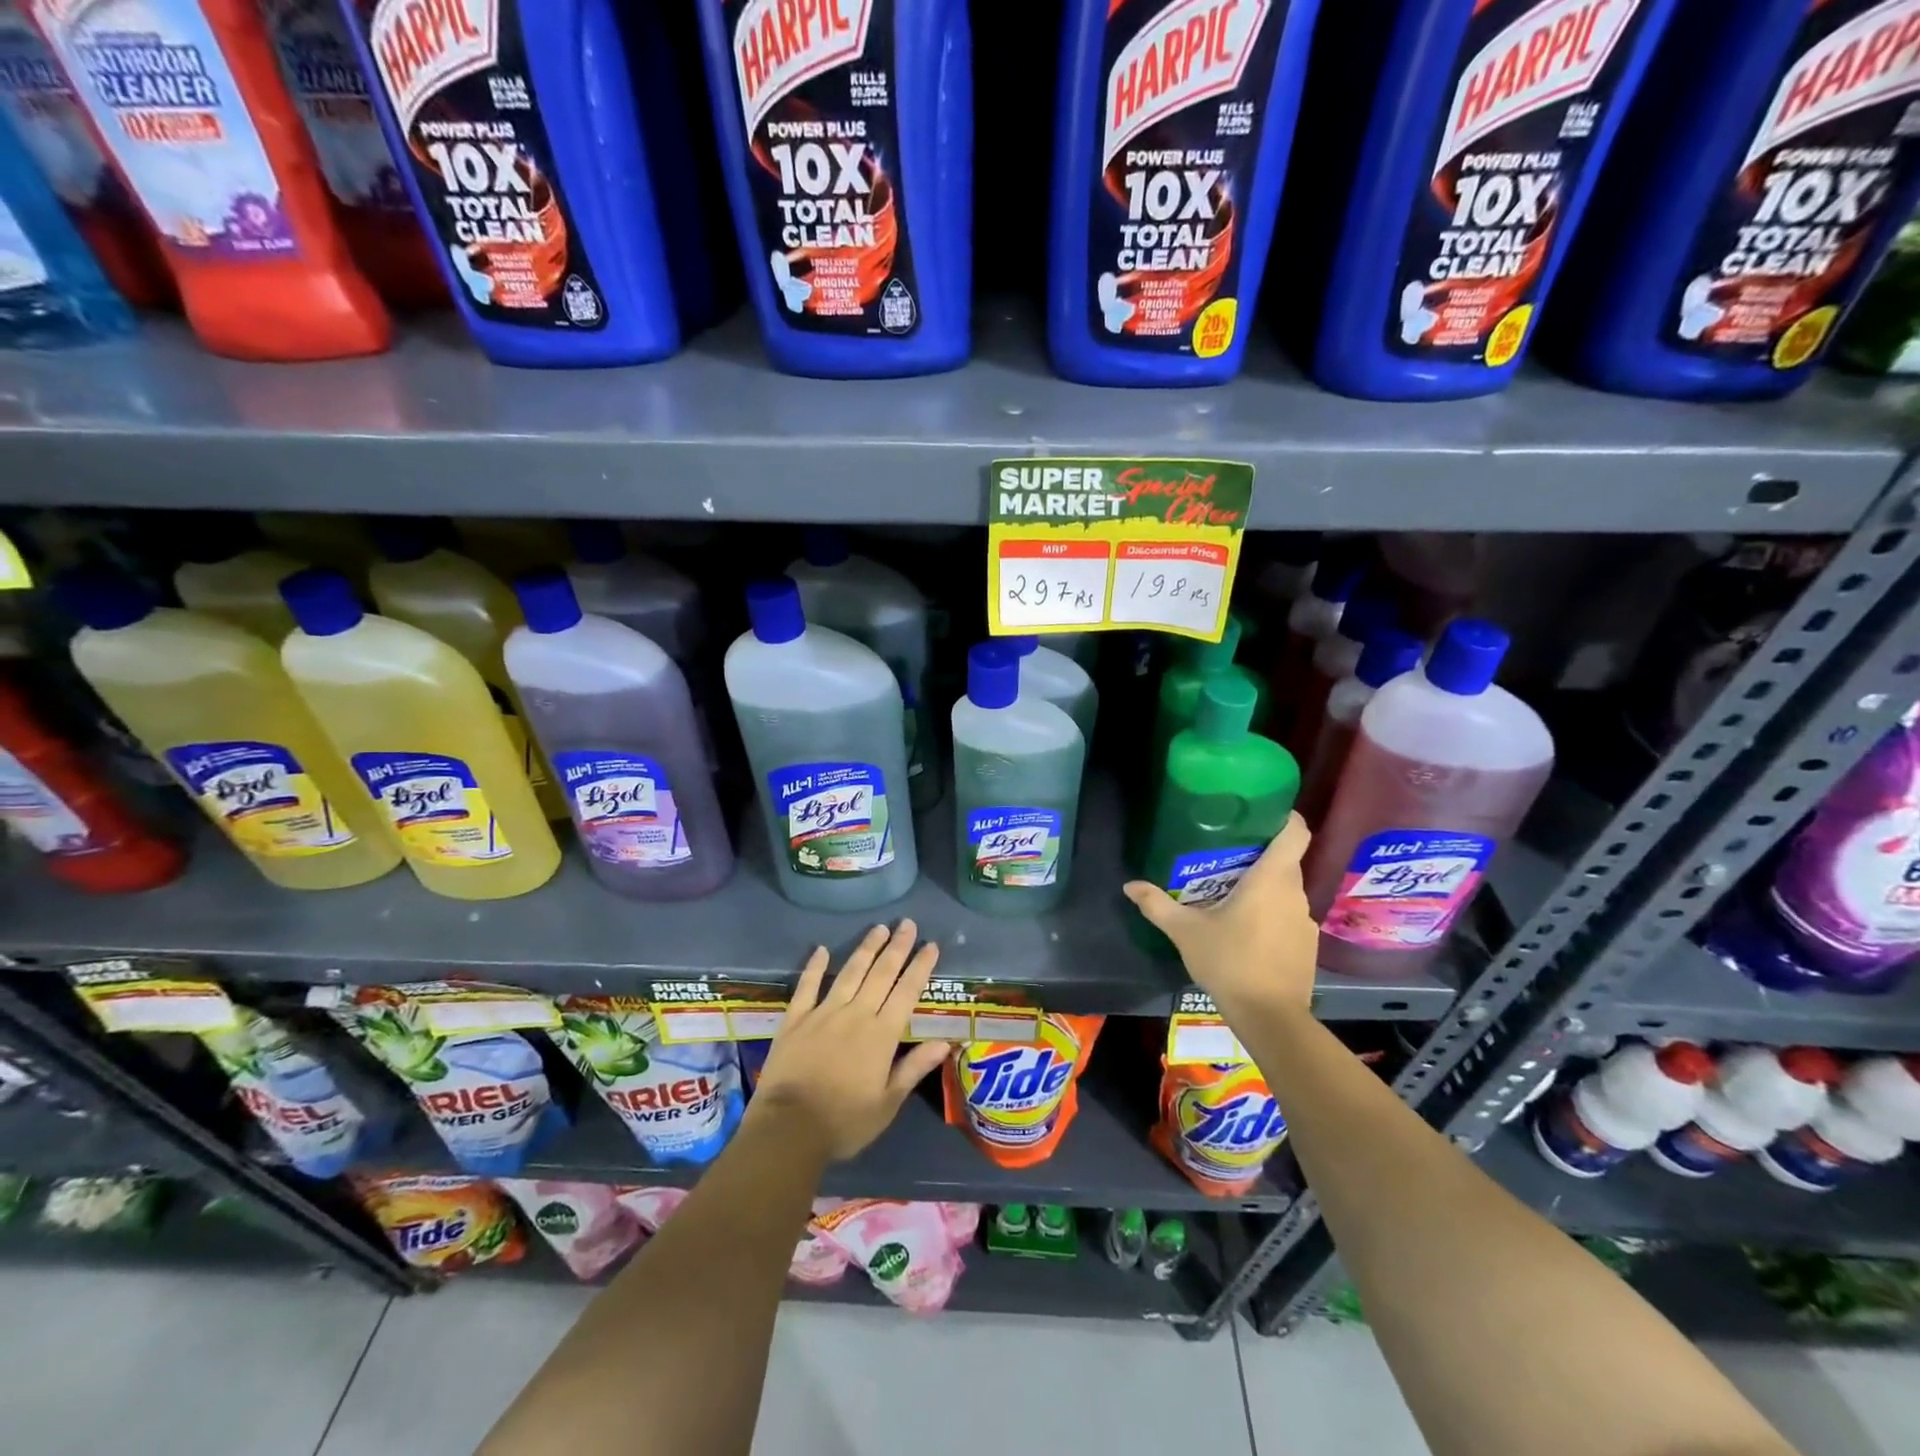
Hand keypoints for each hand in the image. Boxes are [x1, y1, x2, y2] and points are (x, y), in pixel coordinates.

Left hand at [746, 920, 951, 1161]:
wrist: (788, 1129)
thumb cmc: (844, 1122)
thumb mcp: (887, 1104)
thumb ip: (914, 1068)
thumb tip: (944, 1042)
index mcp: (882, 1035)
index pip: (907, 992)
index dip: (920, 967)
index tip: (931, 945)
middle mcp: (856, 1014)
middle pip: (881, 973)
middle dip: (897, 947)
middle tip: (907, 923)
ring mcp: (824, 1013)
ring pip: (850, 972)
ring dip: (866, 948)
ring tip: (878, 928)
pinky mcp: (796, 1019)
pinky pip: (807, 986)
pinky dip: (815, 967)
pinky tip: (821, 949)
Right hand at [1123, 814, 1319, 1019]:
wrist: (1270, 1018)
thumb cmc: (1229, 961)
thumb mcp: (1185, 931)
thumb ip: (1157, 904)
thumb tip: (1130, 885)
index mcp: (1272, 879)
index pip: (1295, 832)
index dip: (1285, 816)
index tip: (1262, 812)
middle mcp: (1295, 893)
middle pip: (1285, 860)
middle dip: (1259, 854)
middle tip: (1226, 855)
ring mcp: (1305, 920)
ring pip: (1286, 890)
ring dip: (1264, 887)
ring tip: (1231, 893)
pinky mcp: (1307, 945)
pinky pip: (1289, 915)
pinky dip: (1271, 914)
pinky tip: (1246, 930)